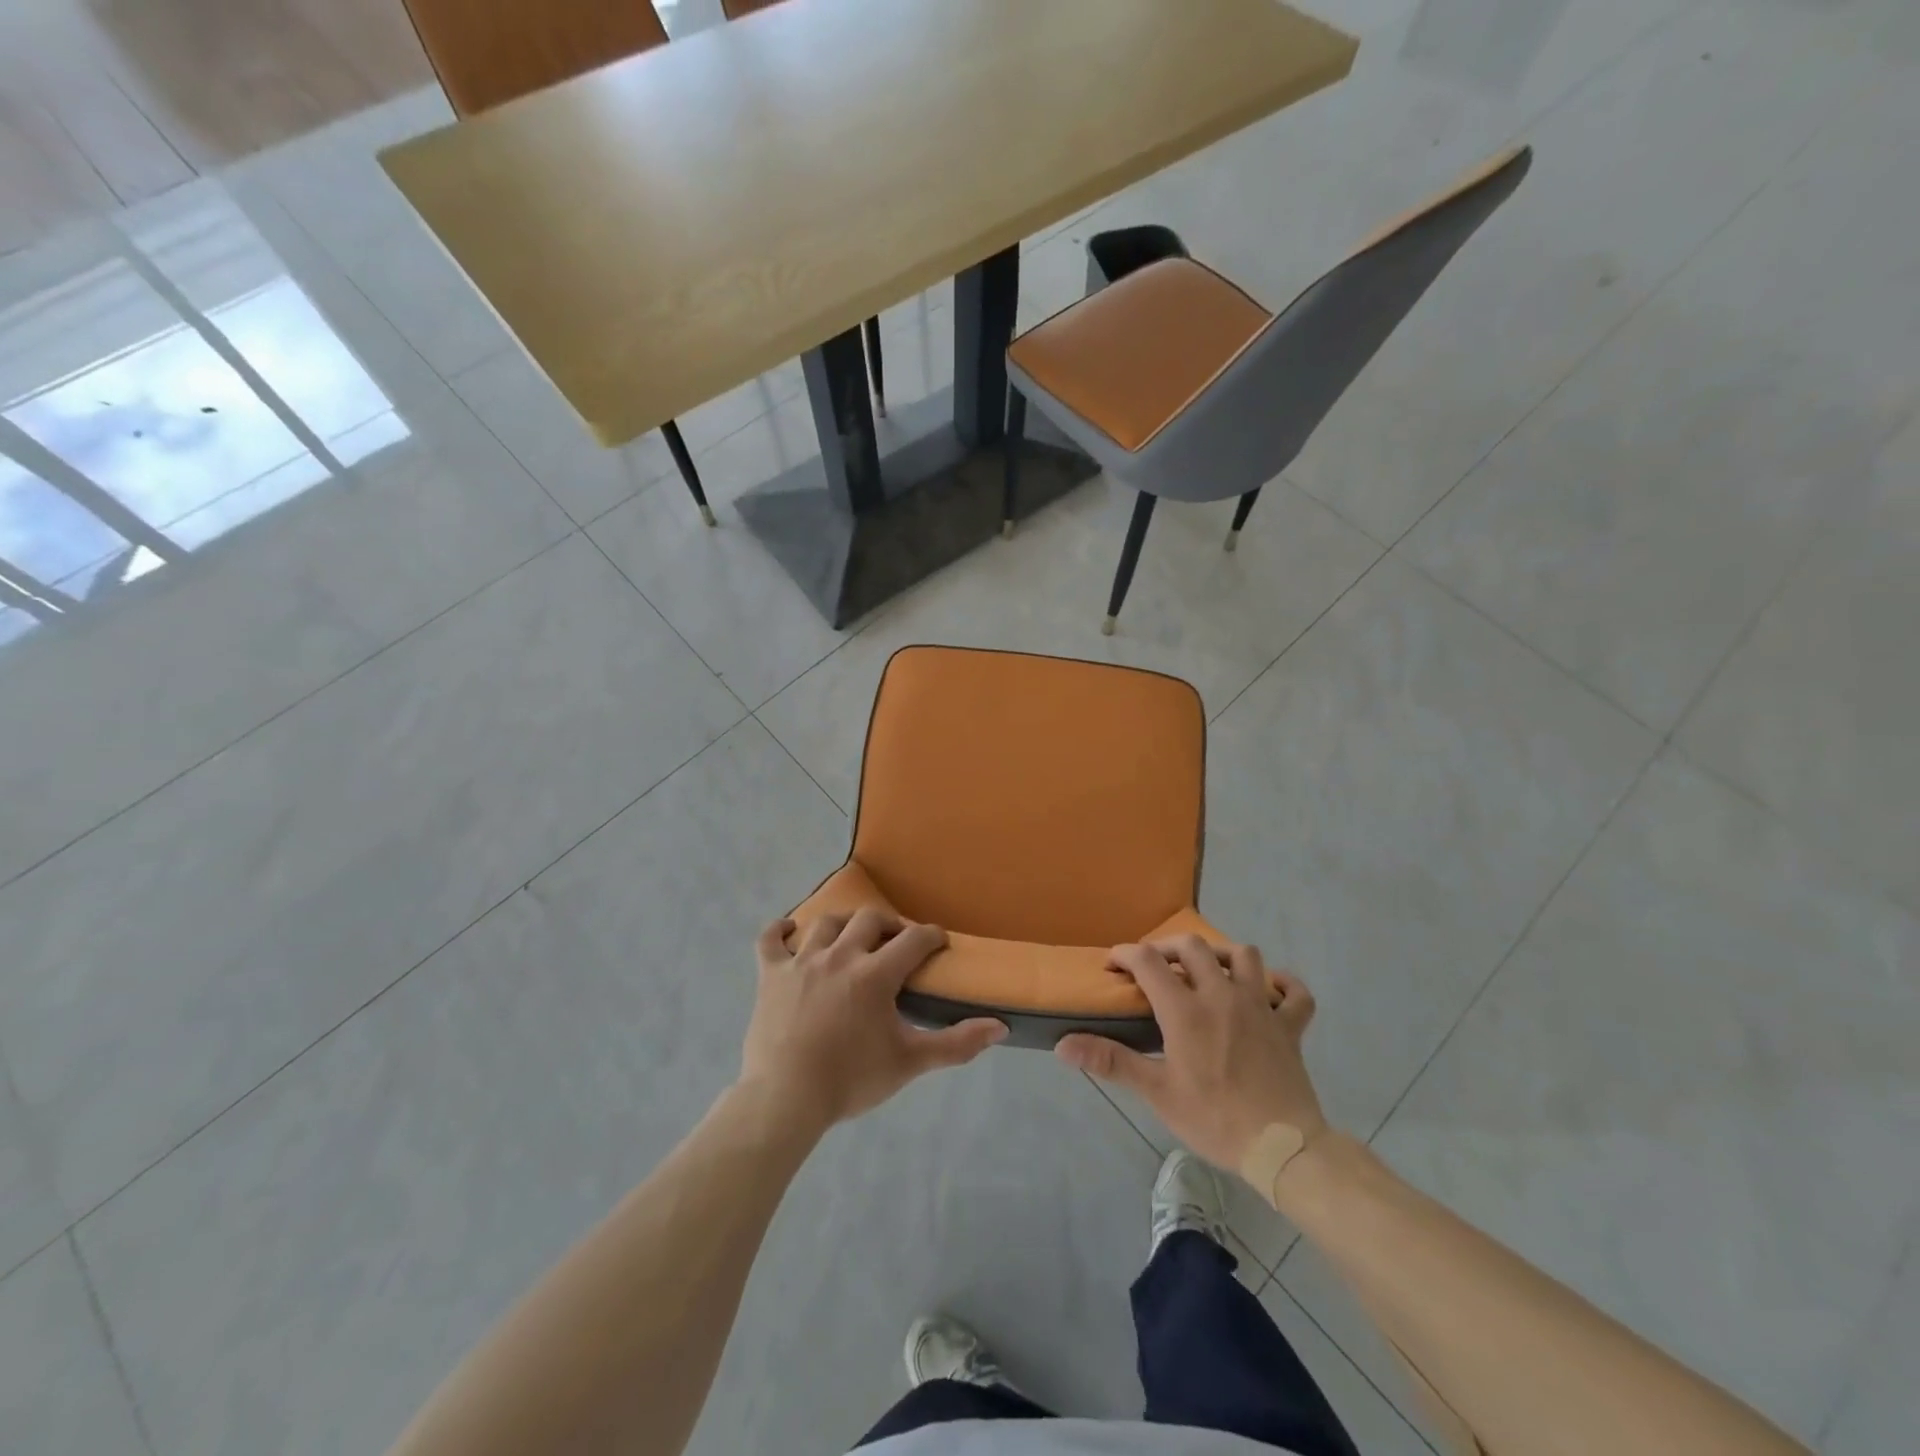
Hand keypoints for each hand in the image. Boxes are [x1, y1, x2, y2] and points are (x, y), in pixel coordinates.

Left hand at [739, 909, 1006, 1134]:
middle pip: (870, 920)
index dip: (931, 936)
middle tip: (897, 942)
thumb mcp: (910, 1062)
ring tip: (853, 937)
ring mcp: (801, 961)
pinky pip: (770, 940)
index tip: (939, 942)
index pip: (913, 939)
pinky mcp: (771, 974)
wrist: (786, 1099)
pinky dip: (779, 931)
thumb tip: (1000, 1026)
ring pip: (826, 923)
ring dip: (845, 924)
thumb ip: (956, 1044)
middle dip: (890, 925)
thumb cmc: (851, 1080)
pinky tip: (790, 930)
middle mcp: (840, 955)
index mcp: (875, 974)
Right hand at [1055, 936, 1327, 1172]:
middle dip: (1168, 946)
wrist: (1282, 1149)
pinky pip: (1295, 994)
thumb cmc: (1214, 1119)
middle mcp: (1222, 995)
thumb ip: (1110, 1061)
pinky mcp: (1290, 1026)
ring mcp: (1260, 1007)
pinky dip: (1284, 985)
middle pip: (1193, 946)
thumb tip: (1063, 1045)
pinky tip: (1271, 989)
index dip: (1126, 954)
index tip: (1113, 966)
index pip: (1148, 961)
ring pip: (1245, 956)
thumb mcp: (1156, 1093)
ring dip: (1223, 954)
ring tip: (1209, 969)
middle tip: (1155, 965)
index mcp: (1185, 1010)